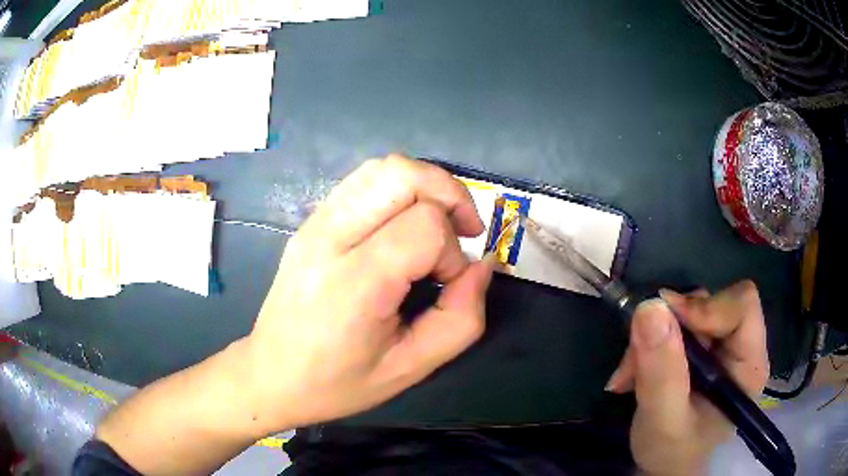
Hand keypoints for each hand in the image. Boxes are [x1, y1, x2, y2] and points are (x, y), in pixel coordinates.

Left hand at [246, 154, 494, 430]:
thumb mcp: (411, 368)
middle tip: (463, 230)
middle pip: (402, 175)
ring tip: (439, 222)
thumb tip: (481, 266)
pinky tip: (404, 223)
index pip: (424, 227)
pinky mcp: (311, 221)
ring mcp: (315, 223)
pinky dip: (399, 189)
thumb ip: (461, 319)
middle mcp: (329, 239)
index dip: (452, 252)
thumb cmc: (338, 382)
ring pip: (383, 168)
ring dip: (425, 186)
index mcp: (354, 284)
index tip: (447, 284)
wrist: (271, 374)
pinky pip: (364, 181)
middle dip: (449, 194)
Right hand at [605, 281, 769, 474]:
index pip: (741, 307)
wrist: (665, 466)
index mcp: (750, 364)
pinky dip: (650, 343)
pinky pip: (676, 325)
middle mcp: (743, 346)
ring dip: (655, 337)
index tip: (663, 323)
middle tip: (637, 357)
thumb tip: (650, 307)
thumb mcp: (663, 420)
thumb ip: (661, 371)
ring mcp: (723, 345)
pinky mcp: (704, 348)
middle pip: (713, 304)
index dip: (705, 308)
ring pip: (690, 312)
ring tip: (630, 375)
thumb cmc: (672, 453)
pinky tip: (634, 373)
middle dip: (671, 326)